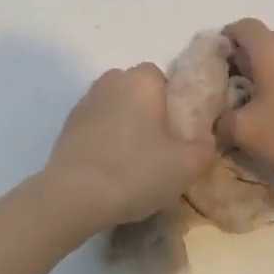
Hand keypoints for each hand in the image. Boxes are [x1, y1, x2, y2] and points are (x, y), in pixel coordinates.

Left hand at [43, 64, 217, 230]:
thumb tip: (206, 142)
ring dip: (124, 125)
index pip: (162, 78)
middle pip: (137, 90)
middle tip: (159, 147)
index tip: (178, 133)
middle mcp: (110, 81)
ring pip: (115, 107)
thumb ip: (206, 149)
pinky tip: (109, 167)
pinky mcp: (67, 125)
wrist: (73, 196)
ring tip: (133, 161)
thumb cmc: (135, 172)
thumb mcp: (186, 167)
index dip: (173, 103)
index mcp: (140, 80)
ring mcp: (85, 102)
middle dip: (148, 111)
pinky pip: (96, 125)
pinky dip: (104, 139)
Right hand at [220, 19, 273, 187]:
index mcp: (270, 47)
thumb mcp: (248, 133)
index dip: (223, 42)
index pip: (240, 27)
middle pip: (264, 41)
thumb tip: (217, 124)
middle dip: (246, 61)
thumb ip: (223, 124)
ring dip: (271, 74)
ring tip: (264, 106)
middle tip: (235, 90)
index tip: (214, 67)